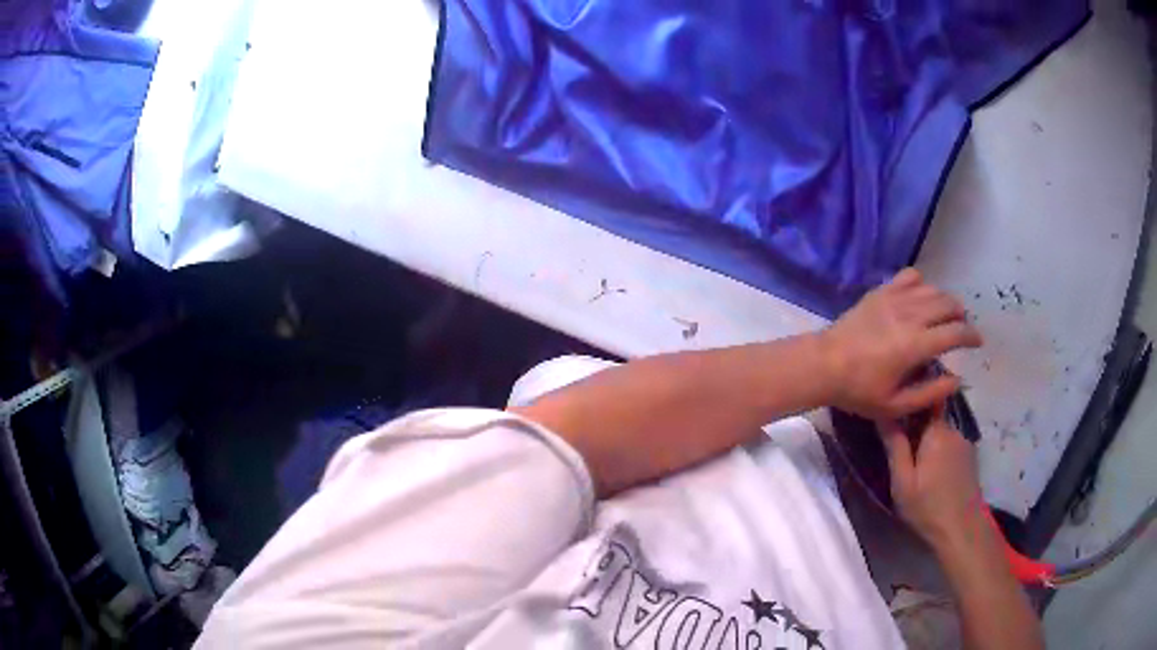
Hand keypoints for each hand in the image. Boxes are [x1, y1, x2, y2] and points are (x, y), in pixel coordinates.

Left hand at [818, 268, 981, 419]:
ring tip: (946, 314)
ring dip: (945, 300)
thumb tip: (957, 379)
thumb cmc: (859, 390)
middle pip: (948, 305)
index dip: (972, 336)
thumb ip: (930, 393)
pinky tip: (921, 298)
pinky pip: (909, 277)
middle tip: (961, 329)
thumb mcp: (896, 405)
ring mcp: (895, 299)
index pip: (956, 333)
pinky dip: (922, 284)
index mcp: (916, 345)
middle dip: (961, 316)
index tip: (978, 342)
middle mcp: (911, 316)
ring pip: (932, 290)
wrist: (823, 364)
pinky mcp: (881, 291)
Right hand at [880, 414, 985, 548]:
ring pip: (940, 434)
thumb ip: (895, 446)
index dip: (907, 410)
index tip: (894, 424)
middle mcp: (953, 429)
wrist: (961, 529)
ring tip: (918, 469)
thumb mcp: (902, 481)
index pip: (921, 404)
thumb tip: (884, 413)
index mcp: (936, 431)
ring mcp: (964, 442)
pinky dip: (940, 454)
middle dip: (916, 431)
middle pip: (931, 419)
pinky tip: (934, 476)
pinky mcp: (970, 457)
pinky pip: (949, 446)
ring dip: (929, 444)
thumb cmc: (927, 506)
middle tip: (902, 456)